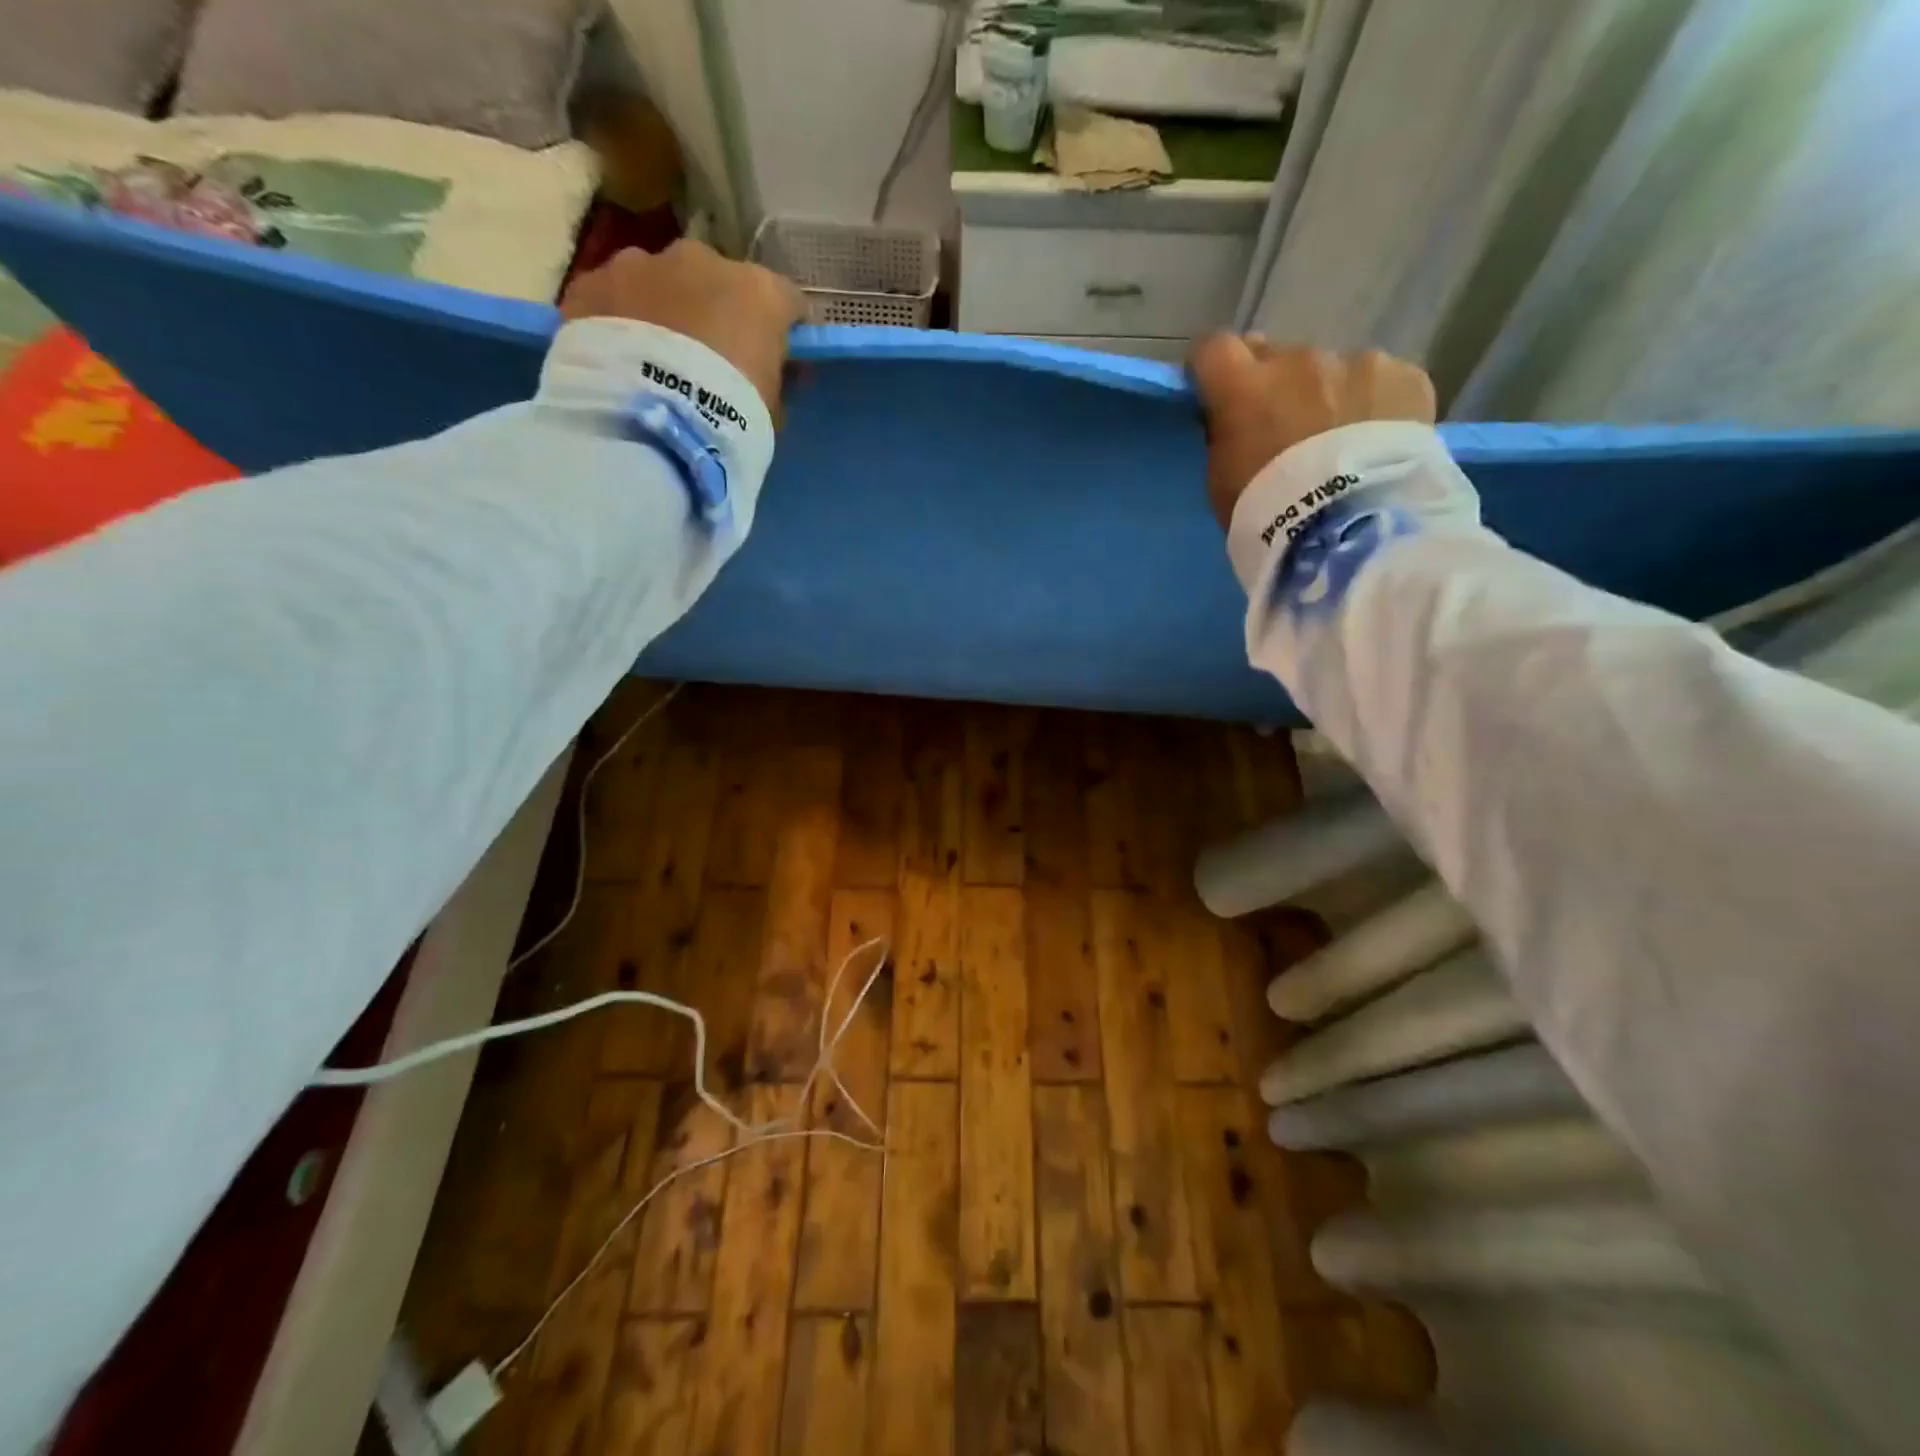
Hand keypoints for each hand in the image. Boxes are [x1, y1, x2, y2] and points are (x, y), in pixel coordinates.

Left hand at [561, 240, 805, 414]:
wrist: (648, 424)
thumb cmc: (730, 418)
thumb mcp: (771, 410)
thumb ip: (776, 381)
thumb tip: (778, 373)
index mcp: (759, 291)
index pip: (785, 301)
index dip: (782, 329)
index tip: (776, 356)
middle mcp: (703, 260)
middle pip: (719, 281)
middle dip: (716, 311)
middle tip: (709, 359)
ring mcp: (642, 263)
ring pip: (661, 281)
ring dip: (664, 309)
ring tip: (655, 358)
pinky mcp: (592, 282)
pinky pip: (613, 297)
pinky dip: (618, 320)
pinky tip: (617, 358)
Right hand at [1190, 336, 1436, 528]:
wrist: (1349, 532)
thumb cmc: (1267, 514)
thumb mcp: (1222, 482)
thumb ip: (1226, 436)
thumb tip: (1235, 416)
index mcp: (1244, 386)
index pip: (1214, 348)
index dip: (1214, 367)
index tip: (1217, 390)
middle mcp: (1299, 360)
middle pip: (1278, 357)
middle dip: (1277, 385)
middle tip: (1286, 429)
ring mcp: (1358, 363)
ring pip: (1334, 370)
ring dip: (1330, 395)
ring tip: (1343, 444)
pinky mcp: (1406, 378)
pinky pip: (1383, 383)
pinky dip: (1376, 406)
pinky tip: (1379, 444)